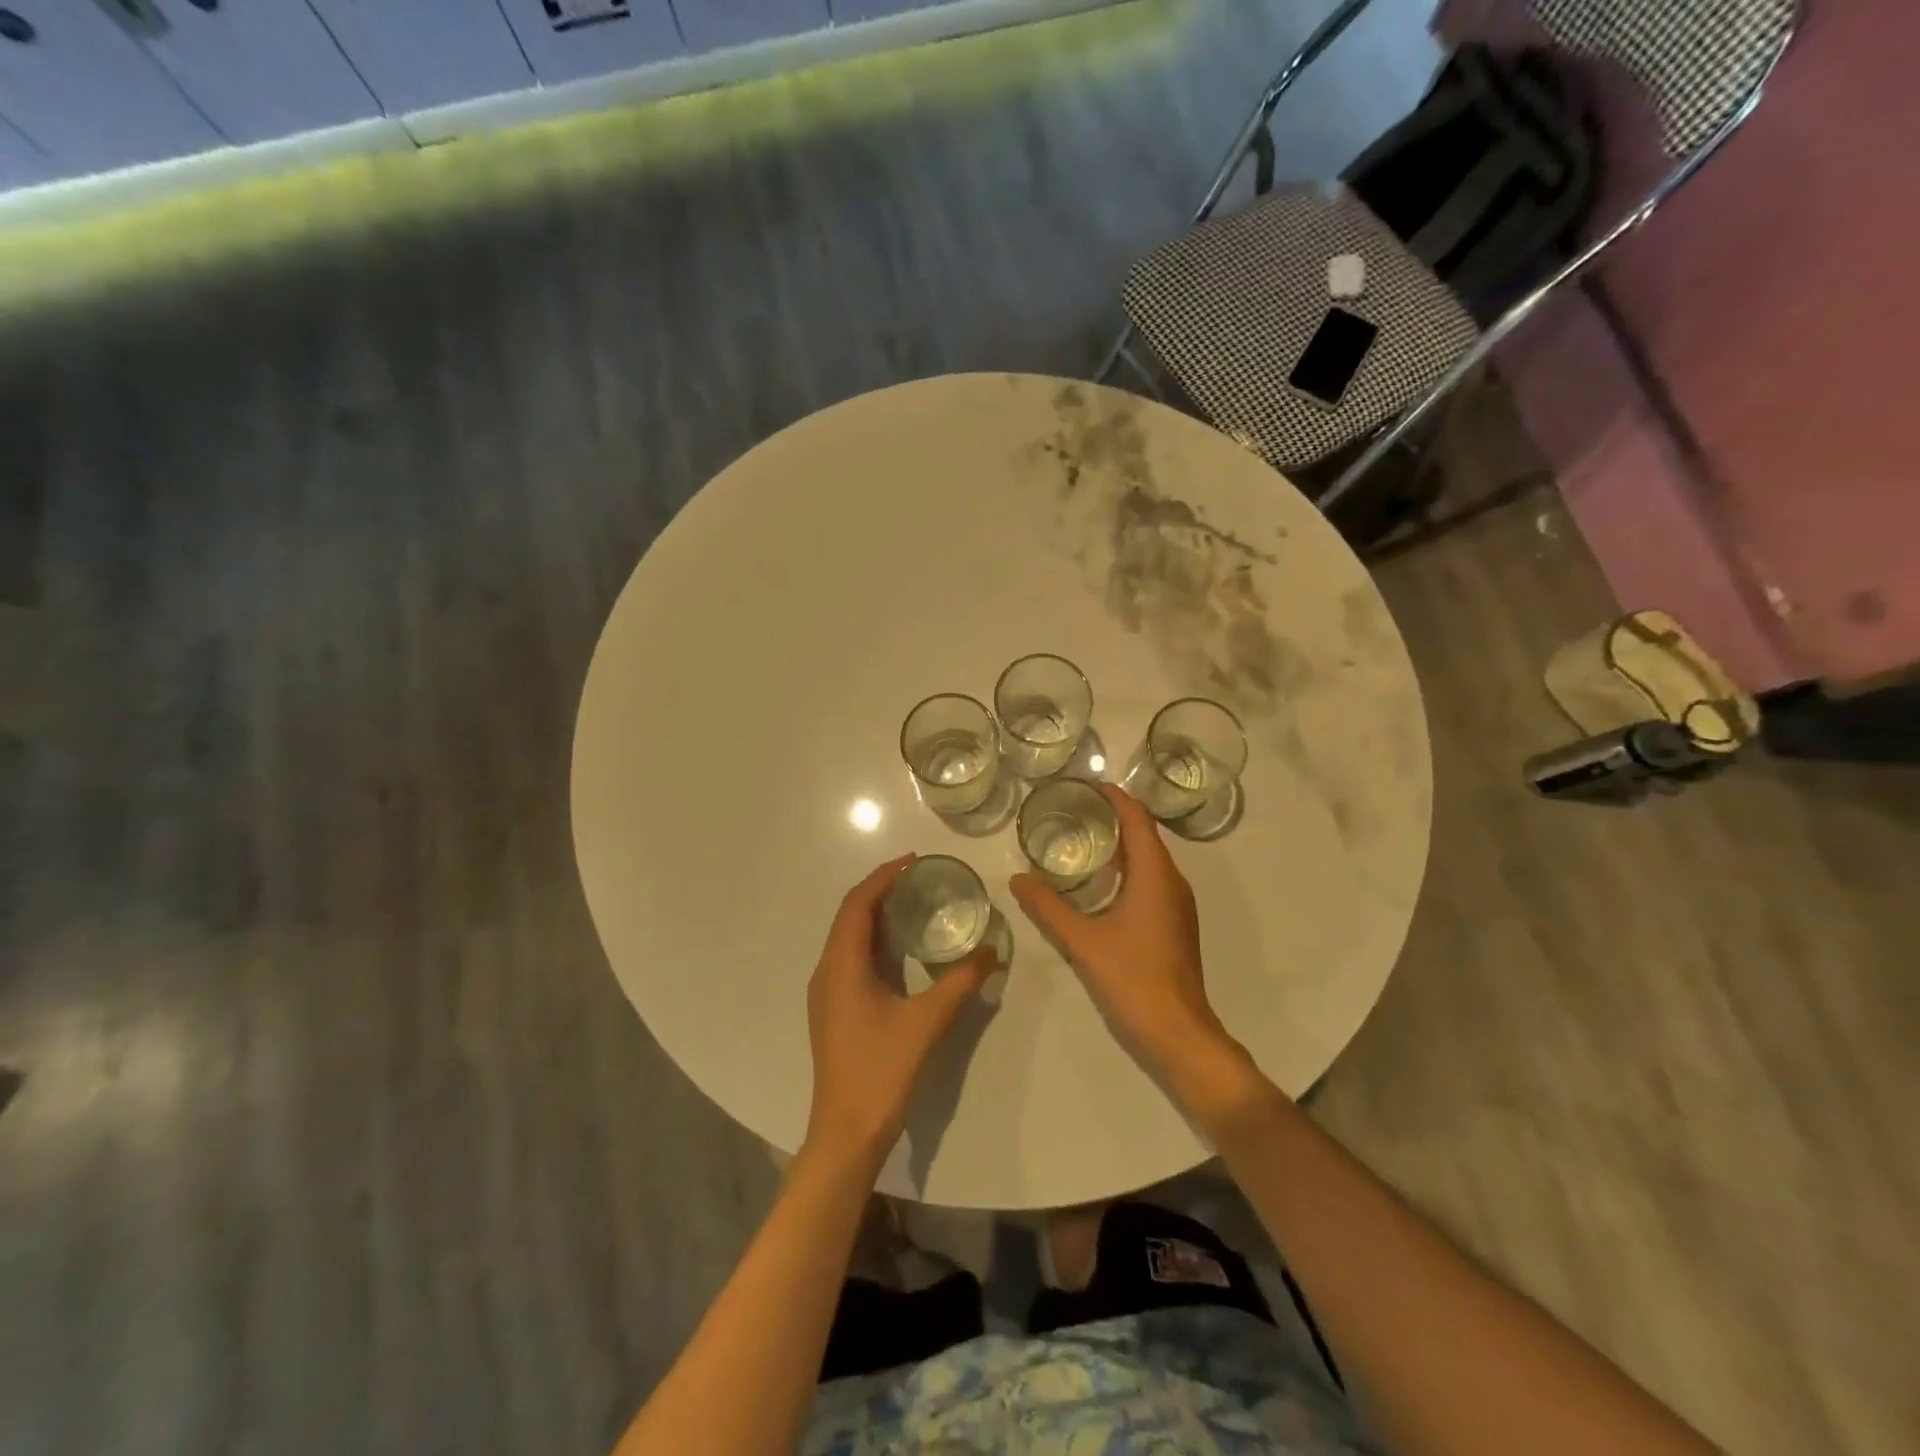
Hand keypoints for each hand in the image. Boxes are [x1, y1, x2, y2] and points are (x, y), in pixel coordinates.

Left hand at [804, 855, 996, 1166]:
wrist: (846, 1132)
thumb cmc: (881, 1072)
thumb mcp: (927, 1023)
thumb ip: (960, 982)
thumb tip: (992, 950)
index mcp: (841, 965)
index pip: (858, 904)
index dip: (884, 876)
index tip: (915, 861)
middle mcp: (827, 970)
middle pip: (850, 915)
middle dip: (881, 889)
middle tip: (920, 877)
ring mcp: (827, 991)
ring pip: (849, 936)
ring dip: (876, 914)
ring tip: (914, 902)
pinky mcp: (834, 1008)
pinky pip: (851, 957)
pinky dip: (874, 939)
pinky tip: (902, 948)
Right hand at [1010, 785, 1238, 1082]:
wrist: (1178, 1033)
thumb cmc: (1133, 979)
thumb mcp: (1082, 941)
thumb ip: (1047, 908)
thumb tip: (1017, 879)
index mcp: (1155, 875)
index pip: (1137, 819)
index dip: (1114, 797)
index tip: (1085, 784)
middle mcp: (1172, 882)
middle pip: (1144, 835)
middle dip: (1112, 817)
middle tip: (1071, 810)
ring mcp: (1177, 905)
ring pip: (1148, 860)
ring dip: (1118, 845)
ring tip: (1079, 840)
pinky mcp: (1173, 925)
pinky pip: (1150, 881)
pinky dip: (1125, 870)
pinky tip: (1097, 885)